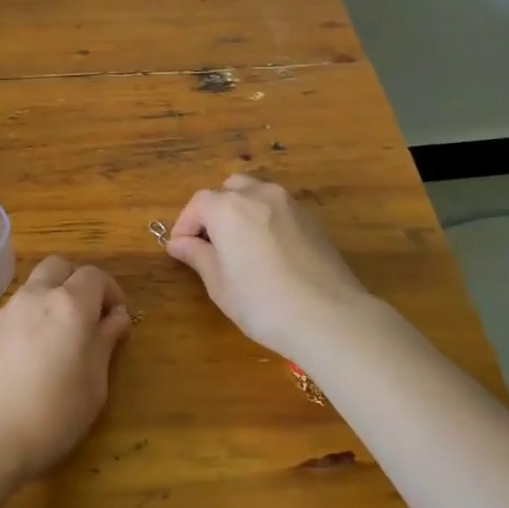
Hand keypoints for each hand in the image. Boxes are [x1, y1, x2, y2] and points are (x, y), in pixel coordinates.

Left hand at [0, 255, 132, 485]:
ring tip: (63, 333)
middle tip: (90, 315)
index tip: (118, 319)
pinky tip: (37, 348)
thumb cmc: (53, 413)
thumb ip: (106, 342)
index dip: (111, 292)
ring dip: (55, 294)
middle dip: (79, 282)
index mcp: (70, 304)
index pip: (95, 276)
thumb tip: (116, 317)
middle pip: (61, 266)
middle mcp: (38, 295)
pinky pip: (20, 305)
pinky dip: (35, 312)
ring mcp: (10, 309)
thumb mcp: (94, 383)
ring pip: (37, 282)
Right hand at [167, 175, 378, 361]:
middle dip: (214, 212)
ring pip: (256, 194)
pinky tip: (269, 251)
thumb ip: (197, 256)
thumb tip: (178, 243)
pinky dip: (266, 219)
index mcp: (229, 207)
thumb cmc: (263, 304)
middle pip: (228, 190)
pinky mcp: (312, 218)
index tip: (180, 250)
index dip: (185, 225)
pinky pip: (279, 208)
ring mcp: (290, 203)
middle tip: (210, 244)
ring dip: (241, 211)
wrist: (330, 317)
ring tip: (240, 246)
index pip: (198, 204)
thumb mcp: (220, 284)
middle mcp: (259, 194)